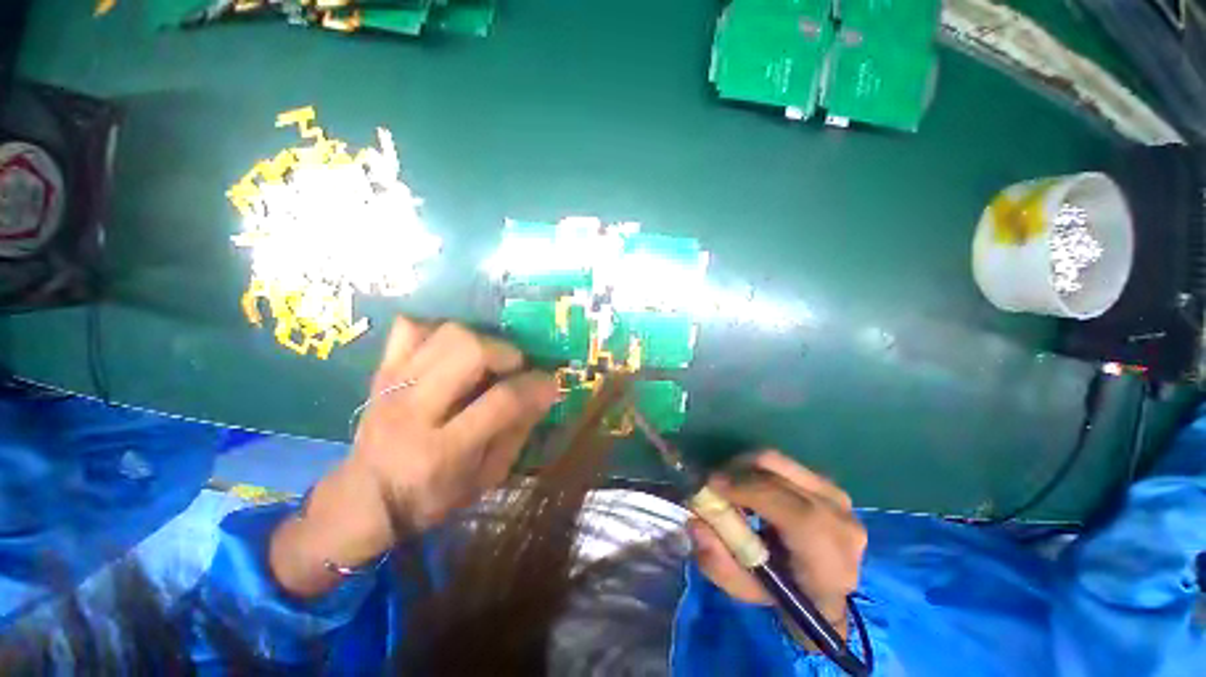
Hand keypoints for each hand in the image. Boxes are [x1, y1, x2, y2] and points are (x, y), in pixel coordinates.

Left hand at [270, 318, 557, 596]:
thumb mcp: (485, 479)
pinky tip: (451, 351)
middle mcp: (415, 411)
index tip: (550, 382)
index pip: (501, 402)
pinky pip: (411, 328)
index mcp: (443, 451)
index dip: (535, 386)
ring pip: (446, 334)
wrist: (363, 499)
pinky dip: (438, 331)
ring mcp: (393, 385)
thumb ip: (517, 432)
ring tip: (488, 359)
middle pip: (470, 352)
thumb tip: (544, 390)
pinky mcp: (381, 371)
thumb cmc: (431, 497)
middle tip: (516, 368)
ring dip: (480, 340)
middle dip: (506, 353)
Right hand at [687, 451, 865, 637]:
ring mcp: (837, 496)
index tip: (709, 485)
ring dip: (744, 468)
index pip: (792, 511)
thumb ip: (718, 561)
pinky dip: (757, 469)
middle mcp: (839, 519)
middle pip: (778, 471)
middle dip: (736, 470)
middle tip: (713, 484)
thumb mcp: (746, 591)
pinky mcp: (827, 483)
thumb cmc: (785, 598)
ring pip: (777, 461)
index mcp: (829, 559)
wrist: (827, 595)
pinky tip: (749, 486)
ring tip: (730, 486)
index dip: (746, 490)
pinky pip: (782, 464)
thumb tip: (694, 522)